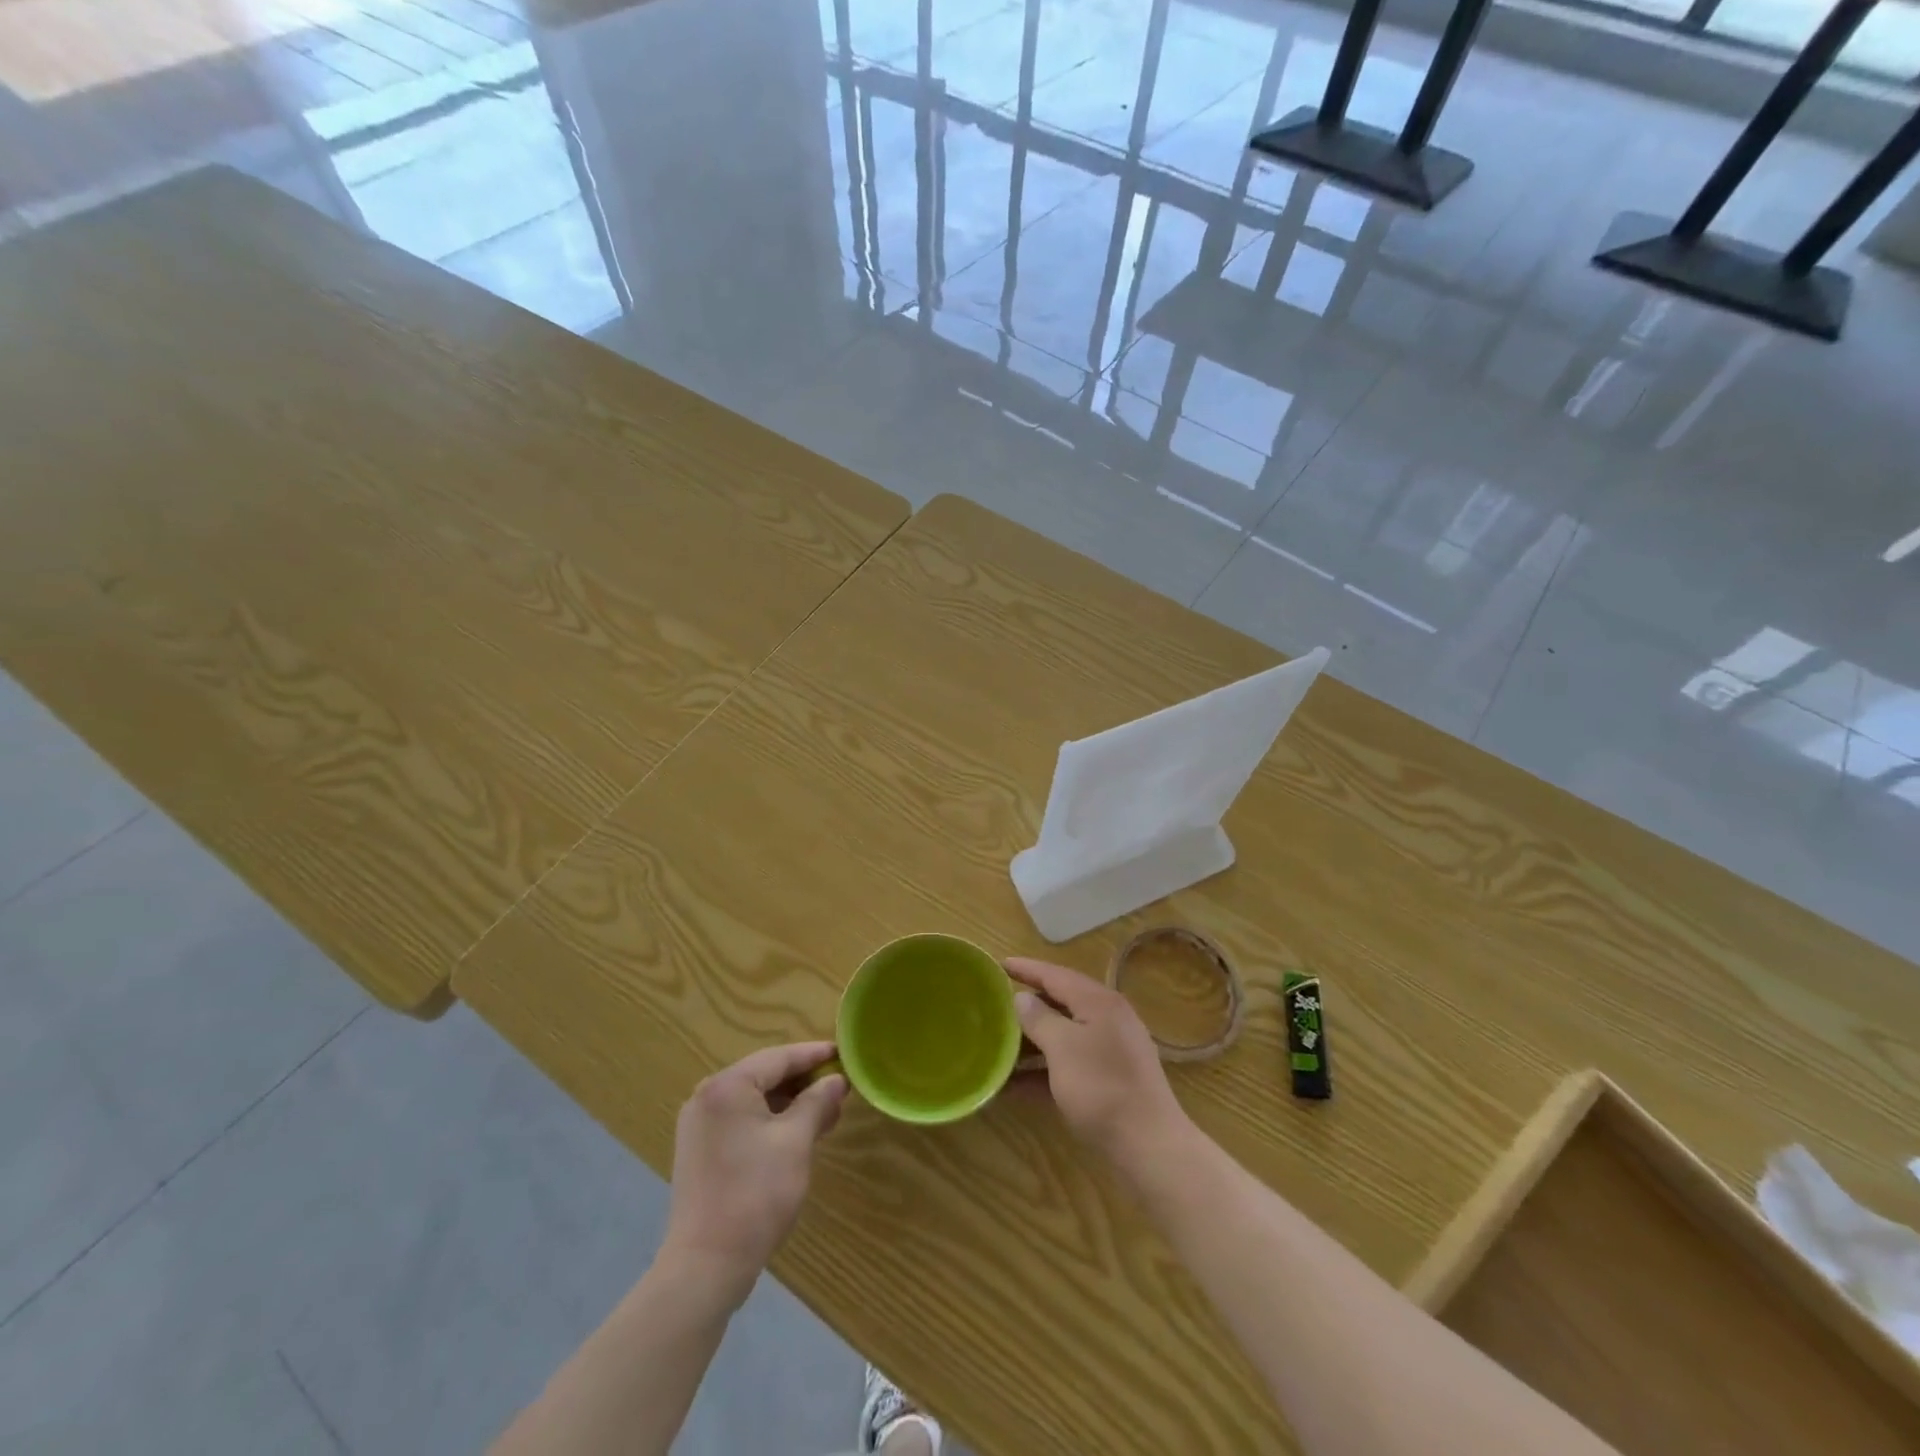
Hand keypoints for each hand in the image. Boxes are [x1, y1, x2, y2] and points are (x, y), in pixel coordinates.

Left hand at [660, 1042, 846, 1300]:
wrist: (705, 1267)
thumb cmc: (755, 1195)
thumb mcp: (796, 1142)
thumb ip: (817, 1103)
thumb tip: (836, 1081)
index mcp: (727, 1086)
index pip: (779, 1057)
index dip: (814, 1055)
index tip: (844, 1053)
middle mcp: (707, 1096)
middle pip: (764, 1075)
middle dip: (803, 1081)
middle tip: (839, 1088)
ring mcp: (700, 1125)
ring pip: (753, 1099)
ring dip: (789, 1103)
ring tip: (825, 1113)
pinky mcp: (700, 1150)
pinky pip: (741, 1120)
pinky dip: (770, 1121)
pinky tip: (796, 1133)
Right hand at [1007, 958, 1190, 1174]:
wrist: (1149, 1145)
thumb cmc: (1102, 1087)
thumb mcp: (1062, 1048)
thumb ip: (1039, 1019)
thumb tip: (1023, 998)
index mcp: (1098, 1001)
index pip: (1055, 974)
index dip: (1026, 969)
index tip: (1000, 964)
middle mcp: (1108, 1017)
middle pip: (1062, 1001)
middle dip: (1029, 1003)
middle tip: (997, 1002)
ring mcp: (1112, 1048)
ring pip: (1065, 1033)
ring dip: (1034, 1038)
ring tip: (1002, 1042)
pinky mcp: (1111, 1077)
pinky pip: (1071, 1061)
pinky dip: (1046, 1066)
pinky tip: (1018, 1083)